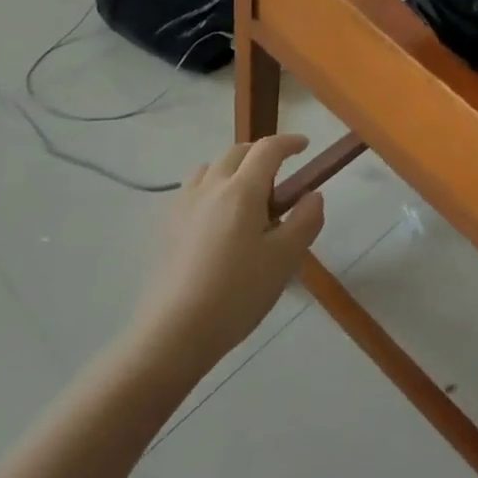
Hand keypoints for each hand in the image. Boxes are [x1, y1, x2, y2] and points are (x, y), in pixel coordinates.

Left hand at [122, 134, 324, 387]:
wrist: (172, 335)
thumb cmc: (236, 294)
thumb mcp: (285, 259)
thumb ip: (305, 220)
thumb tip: (312, 195)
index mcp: (242, 190)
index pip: (268, 149)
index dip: (289, 142)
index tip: (304, 146)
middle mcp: (211, 188)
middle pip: (237, 152)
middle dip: (260, 154)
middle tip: (278, 176)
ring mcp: (182, 207)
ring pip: (209, 169)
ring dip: (231, 170)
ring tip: (244, 197)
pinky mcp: (164, 230)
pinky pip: (191, 192)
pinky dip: (209, 190)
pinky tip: (215, 221)